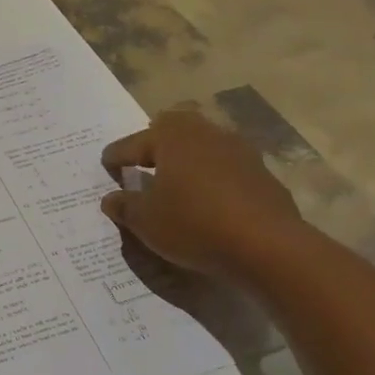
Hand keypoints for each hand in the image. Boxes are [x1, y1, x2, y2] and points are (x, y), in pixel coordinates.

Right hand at [100, 107, 304, 276]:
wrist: (268, 246)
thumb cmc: (194, 224)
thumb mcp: (146, 222)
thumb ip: (125, 206)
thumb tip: (111, 199)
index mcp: (171, 137)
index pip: (133, 143)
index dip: (115, 156)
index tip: (106, 165)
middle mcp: (205, 133)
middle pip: (173, 128)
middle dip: (155, 142)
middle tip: (142, 161)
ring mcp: (238, 150)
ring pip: (203, 144)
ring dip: (187, 158)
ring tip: (175, 181)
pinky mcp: (261, 173)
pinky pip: (225, 167)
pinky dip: (211, 176)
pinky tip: (207, 199)